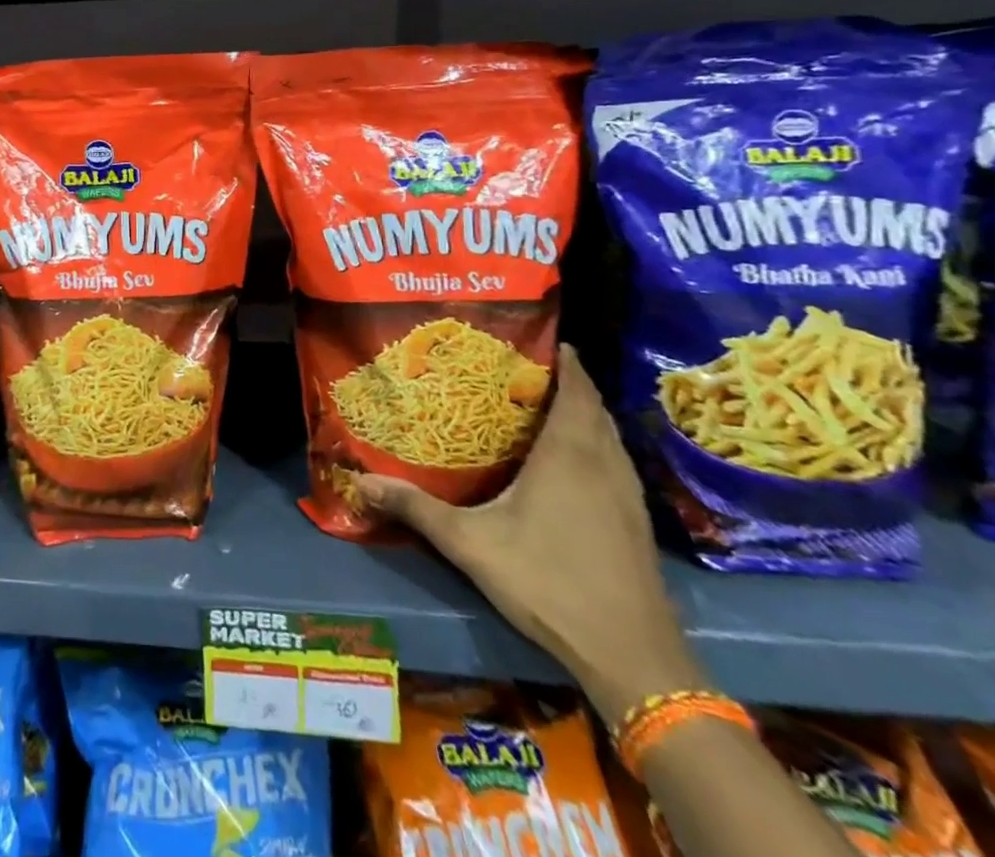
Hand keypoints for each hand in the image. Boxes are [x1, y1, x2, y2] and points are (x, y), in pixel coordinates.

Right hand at [350, 345, 703, 723]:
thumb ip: (415, 508)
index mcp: (568, 455)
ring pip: (607, 434)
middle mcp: (603, 463)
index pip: (576, 389)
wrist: (633, 658)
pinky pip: (613, 459)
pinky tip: (566, 458)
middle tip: (520, 365)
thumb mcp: (470, 544)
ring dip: (582, 411)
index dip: (562, 359)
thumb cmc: (549, 583)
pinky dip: (593, 441)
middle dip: (566, 380)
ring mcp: (626, 493)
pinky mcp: (635, 520)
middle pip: (592, 406)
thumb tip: (359, 480)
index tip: (536, 337)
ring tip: (539, 401)